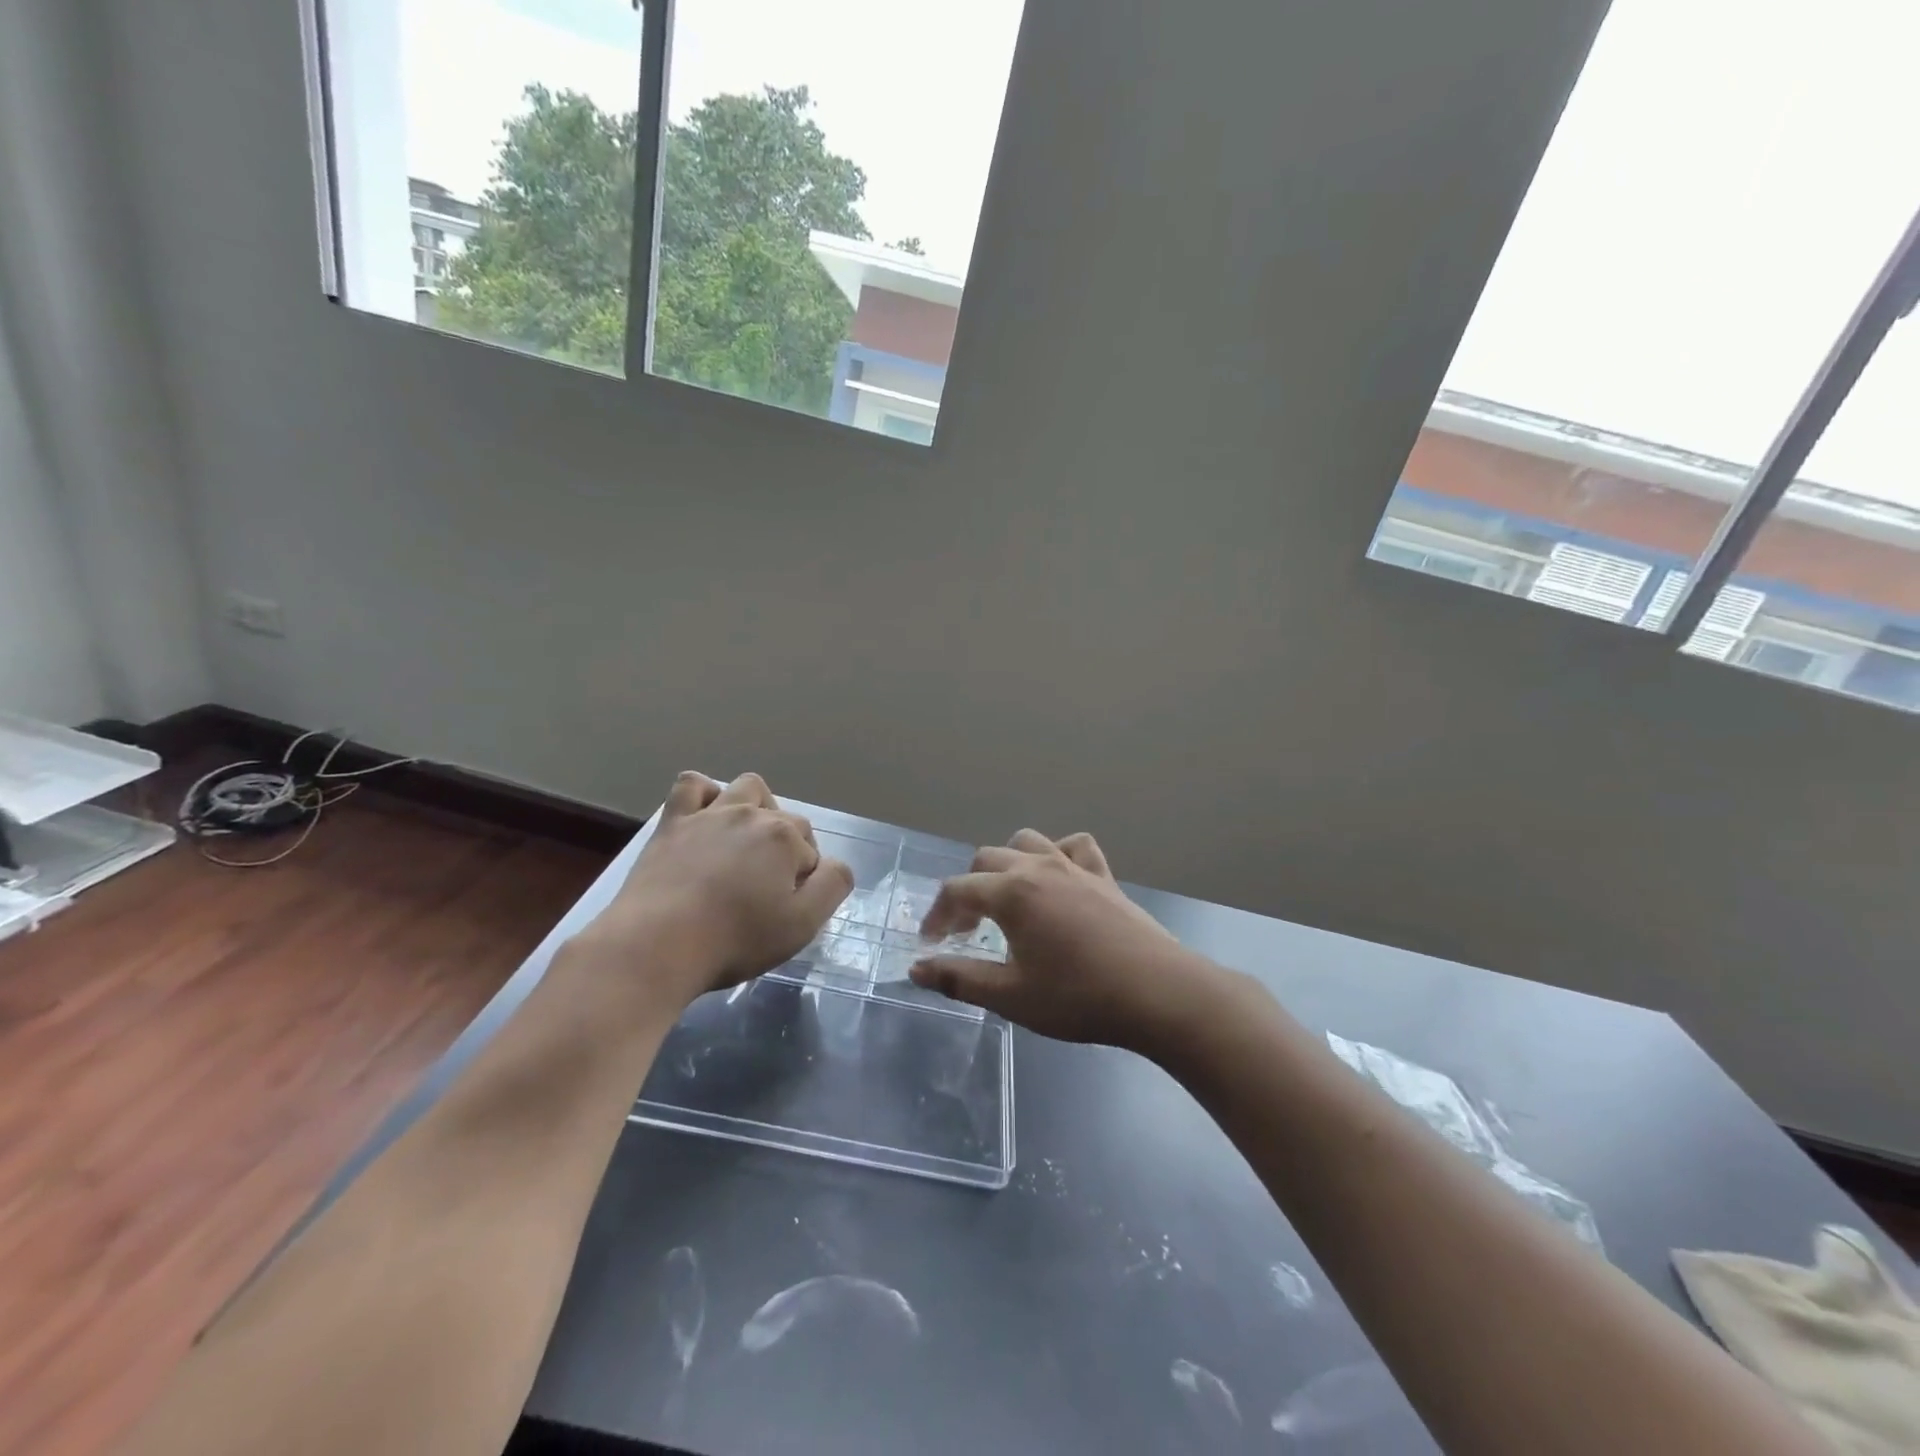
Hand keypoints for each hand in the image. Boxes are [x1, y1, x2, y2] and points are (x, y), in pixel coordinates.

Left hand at [579, 772, 852, 1002]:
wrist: (656, 945)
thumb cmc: (735, 939)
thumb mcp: (803, 925)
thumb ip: (832, 886)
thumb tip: (834, 865)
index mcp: (785, 837)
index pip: (811, 852)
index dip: (804, 881)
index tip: (786, 909)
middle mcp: (751, 814)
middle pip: (786, 820)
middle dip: (787, 849)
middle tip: (767, 891)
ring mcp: (709, 813)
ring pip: (748, 789)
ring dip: (757, 808)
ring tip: (747, 844)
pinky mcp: (672, 822)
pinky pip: (693, 785)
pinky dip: (705, 795)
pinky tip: (706, 818)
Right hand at [910, 829, 1205, 1052]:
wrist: (1157, 993)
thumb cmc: (1078, 997)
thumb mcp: (1011, 996)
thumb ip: (960, 978)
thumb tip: (916, 969)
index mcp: (1012, 892)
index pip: (958, 890)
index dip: (938, 915)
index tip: (932, 943)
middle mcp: (1039, 867)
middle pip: (987, 859)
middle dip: (968, 891)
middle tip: (968, 932)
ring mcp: (1075, 867)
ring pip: (1027, 843)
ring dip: (1007, 865)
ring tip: (1008, 899)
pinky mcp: (1104, 876)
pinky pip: (1074, 847)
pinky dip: (1057, 855)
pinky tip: (1058, 880)